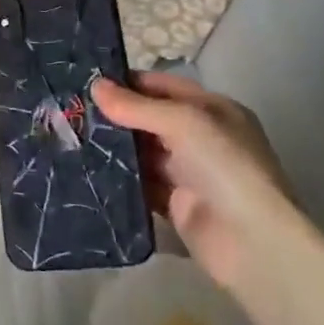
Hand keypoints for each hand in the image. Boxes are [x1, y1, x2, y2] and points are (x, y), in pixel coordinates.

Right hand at [91, 71, 292, 290]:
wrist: (252, 242)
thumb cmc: (224, 166)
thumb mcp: (183, 122)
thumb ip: (137, 106)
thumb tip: (95, 86)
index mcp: (213, 110)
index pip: (164, 87)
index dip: (129, 83)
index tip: (88, 82)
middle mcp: (202, 138)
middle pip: (151, 119)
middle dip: (116, 115)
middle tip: (73, 110)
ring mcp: (189, 173)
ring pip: (143, 152)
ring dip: (114, 147)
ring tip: (71, 137)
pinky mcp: (175, 205)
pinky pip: (141, 185)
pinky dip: (119, 179)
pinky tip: (88, 170)